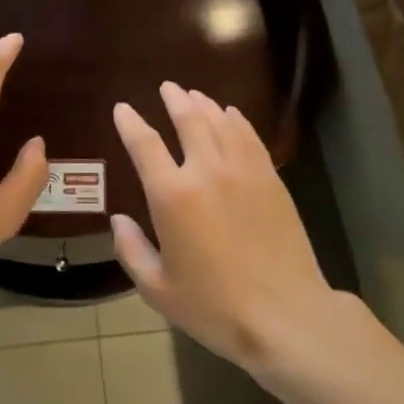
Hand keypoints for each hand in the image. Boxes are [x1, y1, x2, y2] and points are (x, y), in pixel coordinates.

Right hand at [110, 83, 334, 371]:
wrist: (285, 316)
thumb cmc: (214, 307)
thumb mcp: (158, 289)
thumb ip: (131, 250)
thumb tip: (118, 221)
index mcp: (172, 196)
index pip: (145, 144)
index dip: (130, 122)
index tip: (122, 109)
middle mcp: (206, 171)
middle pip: (188, 119)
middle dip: (174, 99)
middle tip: (167, 88)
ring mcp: (243, 171)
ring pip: (220, 122)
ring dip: (204, 104)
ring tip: (194, 95)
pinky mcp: (270, 179)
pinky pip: (249, 137)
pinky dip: (236, 120)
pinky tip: (230, 115)